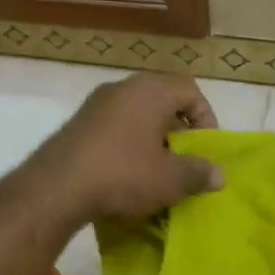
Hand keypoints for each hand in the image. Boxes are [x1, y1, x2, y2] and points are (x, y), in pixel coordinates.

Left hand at [21, 73, 222, 226]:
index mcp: (150, 91)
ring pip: (137, 113)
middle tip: (184, 158)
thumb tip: (219, 174)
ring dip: (152, 136)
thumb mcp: (169, 179)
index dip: (205, 116)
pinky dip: (127, 142)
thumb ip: (198, 173)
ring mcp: (96, 103)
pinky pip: (114, 125)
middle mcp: (123, 87)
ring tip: (157, 169)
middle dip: (178, 128)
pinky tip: (126, 172)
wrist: (56, 187)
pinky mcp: (78, 123)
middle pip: (163, 99)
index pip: (190, 89)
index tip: (205, 147)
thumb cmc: (122, 174)